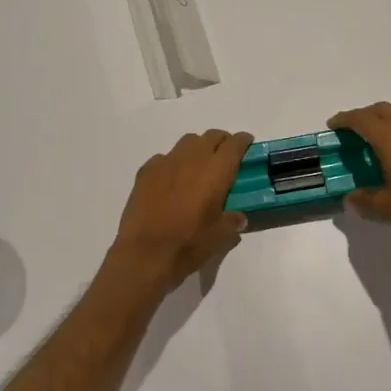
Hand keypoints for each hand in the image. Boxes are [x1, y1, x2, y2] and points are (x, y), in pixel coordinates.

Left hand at [105, 129, 252, 295]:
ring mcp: (166, 162)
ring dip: (198, 148)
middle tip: (225, 157)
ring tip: (198, 167)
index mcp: (216, 171)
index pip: (234, 144)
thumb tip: (237, 217)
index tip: (247, 144)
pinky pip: (164, 158)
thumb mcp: (219, 237)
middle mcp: (192, 159)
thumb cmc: (188, 245)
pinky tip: (171, 181)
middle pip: (211, 137)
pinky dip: (173, 163)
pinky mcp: (146, 171)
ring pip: (187, 142)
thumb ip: (231, 222)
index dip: (243, 141)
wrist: (144, 253)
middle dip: (221, 142)